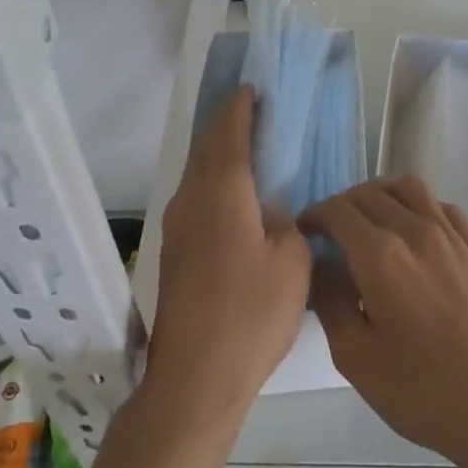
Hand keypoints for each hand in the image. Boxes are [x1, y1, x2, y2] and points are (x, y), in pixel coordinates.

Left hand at [146, 87, 312, 427]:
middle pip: (207, 146)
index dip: (241, 106)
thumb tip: (271, 208)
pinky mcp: (175, 250)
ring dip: (221, 152)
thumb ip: (287, 222)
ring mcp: (178, 225)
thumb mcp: (291, 262)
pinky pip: (197, 196)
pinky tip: (239, 195)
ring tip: (253, 147)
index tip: (255, 88)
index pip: (228, 131)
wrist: (195, 379)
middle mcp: (191, 199)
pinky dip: (217, 180)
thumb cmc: (250, 315)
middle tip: (259, 111)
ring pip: (199, 172)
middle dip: (229, 123)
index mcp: (221, 192)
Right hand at [301, 177, 467, 467]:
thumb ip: (330, 302)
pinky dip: (419, 205)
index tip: (306, 231)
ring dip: (381, 193)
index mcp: (381, 257)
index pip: (339, 211)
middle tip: (331, 230)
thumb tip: (321, 265)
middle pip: (370, 194)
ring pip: (409, 188)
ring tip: (370, 218)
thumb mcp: (356, 358)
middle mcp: (416, 232)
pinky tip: (414, 229)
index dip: (316, 214)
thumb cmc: (422, 391)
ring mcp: (452, 236)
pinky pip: (442, 206)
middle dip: (342, 204)